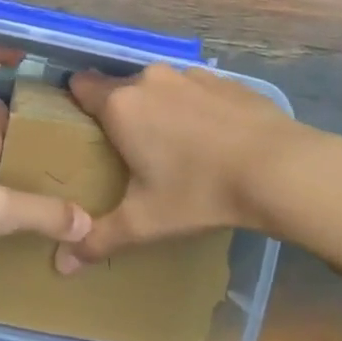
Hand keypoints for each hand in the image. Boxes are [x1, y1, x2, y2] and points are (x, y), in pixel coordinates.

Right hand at [54, 64, 309, 271]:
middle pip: (121, 88)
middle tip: (132, 152)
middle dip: (123, 114)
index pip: (81, 86)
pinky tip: (214, 140)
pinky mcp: (224, 79)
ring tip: (176, 147)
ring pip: (160, 88)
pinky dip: (196, 108)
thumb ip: (99, 238)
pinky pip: (195, 90)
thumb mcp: (145, 222)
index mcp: (121, 105)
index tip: (83, 129)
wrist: (280, 168)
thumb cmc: (200, 191)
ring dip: (160, 109)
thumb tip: (61, 265)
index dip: (77, 103)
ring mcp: (190, 75)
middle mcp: (149, 79)